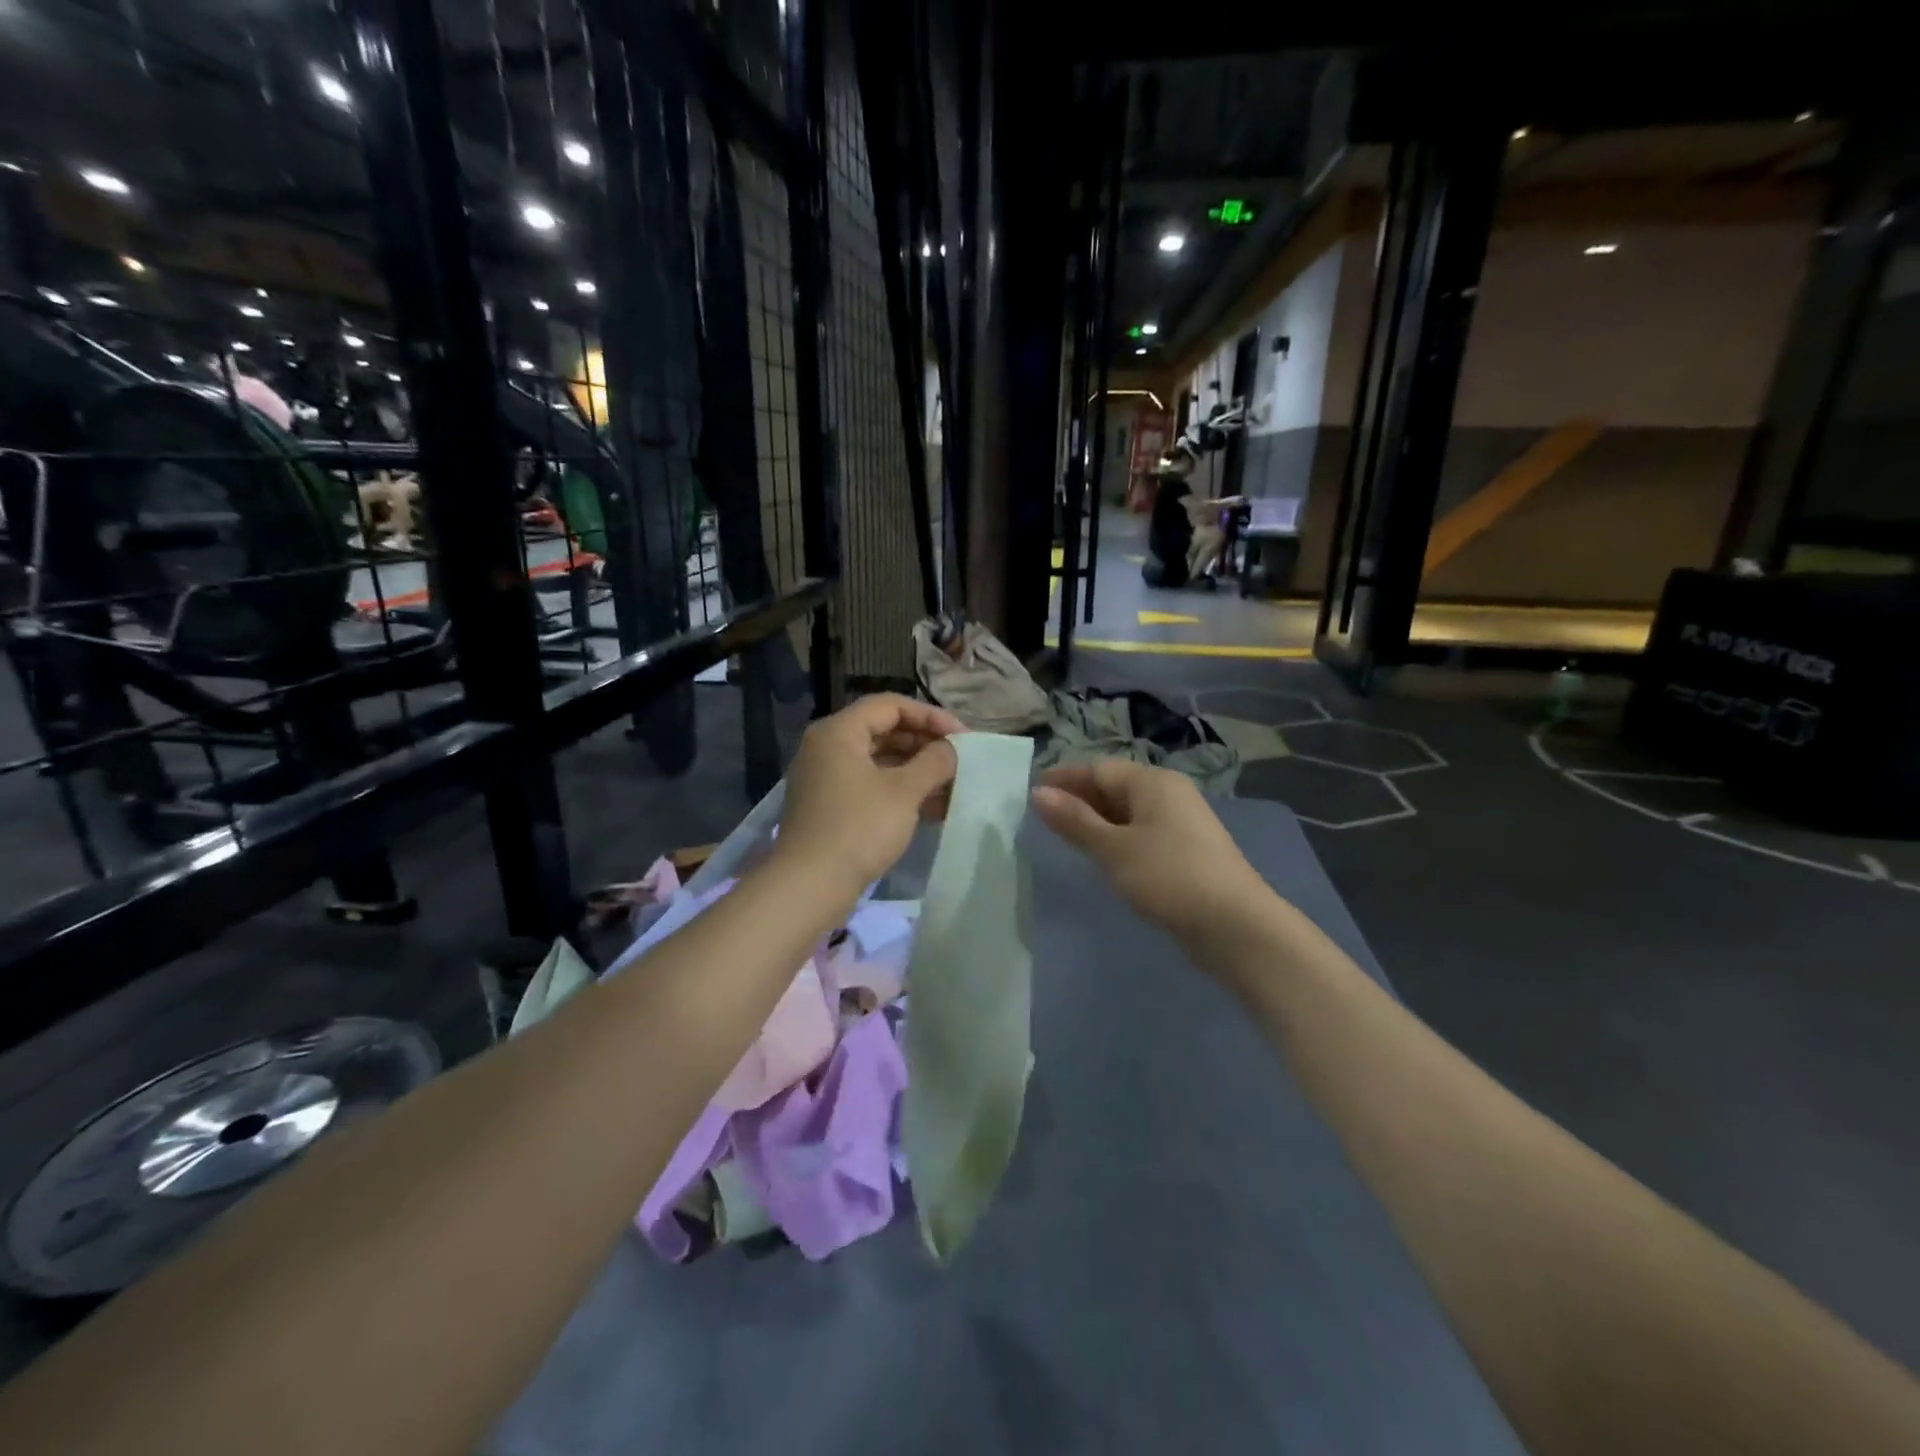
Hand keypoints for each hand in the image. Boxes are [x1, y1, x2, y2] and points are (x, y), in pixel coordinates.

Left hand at [775, 694, 962, 890]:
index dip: (930, 716)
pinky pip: (870, 784)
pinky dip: (899, 790)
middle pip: (884, 730)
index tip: (962, 736)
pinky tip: (932, 808)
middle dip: (925, 744)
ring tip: (952, 786)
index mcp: (839, 731)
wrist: (810, 885)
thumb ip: (934, 762)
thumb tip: (952, 749)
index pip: (891, 705)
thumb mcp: (904, 792)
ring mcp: (826, 777)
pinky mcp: (830, 805)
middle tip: (959, 760)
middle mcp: (827, 747)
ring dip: (916, 770)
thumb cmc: (859, 828)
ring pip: (879, 760)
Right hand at [1032, 759, 1267, 942]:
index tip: (1031, 792)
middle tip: (1042, 817)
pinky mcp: (1186, 852)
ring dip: (1096, 821)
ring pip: (1128, 812)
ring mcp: (1181, 824)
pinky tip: (1102, 857)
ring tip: (1065, 837)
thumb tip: (1037, 794)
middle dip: (1079, 799)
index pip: (1099, 769)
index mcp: (1153, 783)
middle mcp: (1169, 794)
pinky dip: (1116, 839)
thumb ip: (1074, 821)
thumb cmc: (1169, 876)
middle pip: (1115, 787)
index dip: (1064, 779)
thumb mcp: (1113, 848)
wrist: (1235, 926)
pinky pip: (1141, 833)